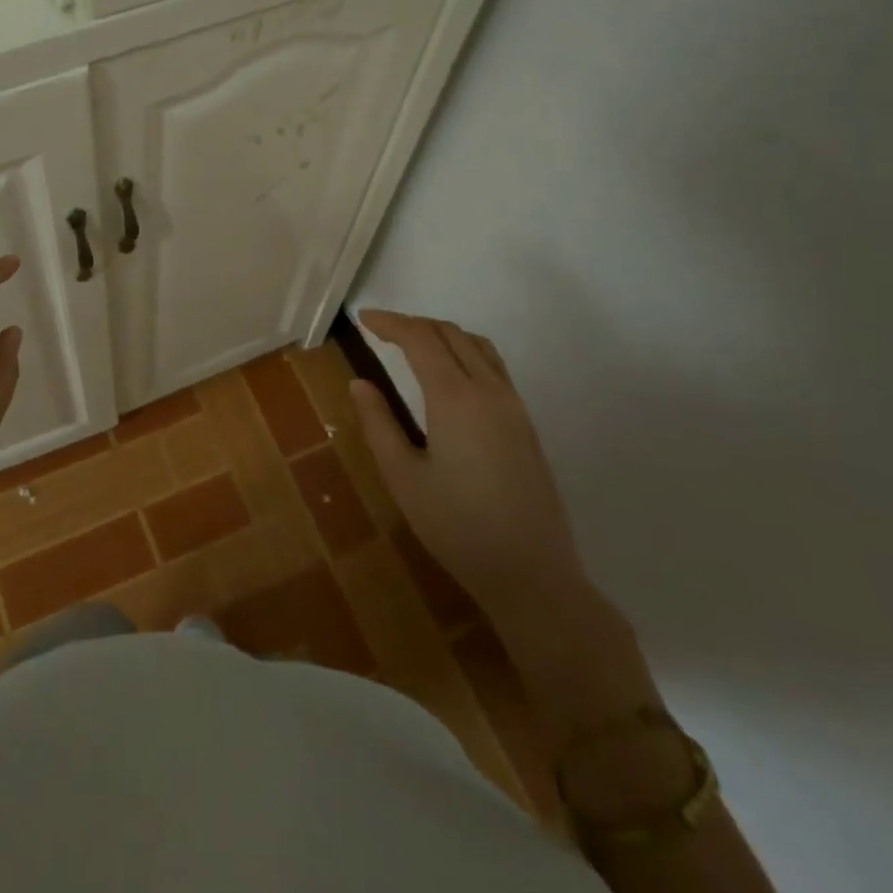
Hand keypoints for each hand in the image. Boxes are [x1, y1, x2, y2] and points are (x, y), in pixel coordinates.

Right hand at [349, 310, 587, 613]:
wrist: (532, 573)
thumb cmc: (457, 527)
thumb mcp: (403, 477)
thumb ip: (378, 423)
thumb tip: (360, 383)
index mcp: (455, 398)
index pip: (420, 338)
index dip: (390, 322)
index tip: (363, 319)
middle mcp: (489, 390)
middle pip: (451, 333)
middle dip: (413, 324)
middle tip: (381, 331)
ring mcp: (514, 406)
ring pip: (477, 345)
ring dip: (442, 334)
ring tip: (412, 345)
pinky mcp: (526, 423)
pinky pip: (494, 366)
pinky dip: (465, 351)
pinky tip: (449, 374)